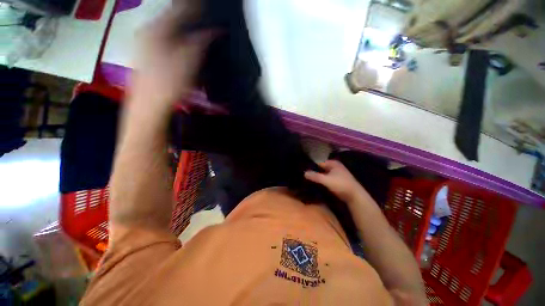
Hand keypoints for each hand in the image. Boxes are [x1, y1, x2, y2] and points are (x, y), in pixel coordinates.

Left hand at [129, 3, 215, 105]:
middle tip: (203, 17)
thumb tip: (213, 30)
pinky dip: (176, 37)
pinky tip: (183, 44)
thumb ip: (201, 42)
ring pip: (168, 28)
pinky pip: (164, 38)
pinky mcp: (147, 53)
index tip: (208, 6)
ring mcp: (146, 42)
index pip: (179, 9)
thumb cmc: (169, 82)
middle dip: (189, 16)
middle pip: (172, 17)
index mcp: (158, 28)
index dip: (195, 6)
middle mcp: (149, 30)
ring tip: (195, 28)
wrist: (149, 103)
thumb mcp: (189, 61)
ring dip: (183, 27)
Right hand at [304, 160, 367, 204]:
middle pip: (321, 169)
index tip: (304, 171)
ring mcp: (337, 174)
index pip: (319, 163)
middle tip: (305, 177)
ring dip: (318, 178)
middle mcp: (335, 167)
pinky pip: (327, 179)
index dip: (311, 167)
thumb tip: (304, 173)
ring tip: (309, 181)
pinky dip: (322, 181)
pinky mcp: (338, 181)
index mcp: (333, 163)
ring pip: (324, 174)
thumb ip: (315, 176)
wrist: (355, 196)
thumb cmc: (341, 185)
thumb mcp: (326, 180)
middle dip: (314, 172)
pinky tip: (316, 185)